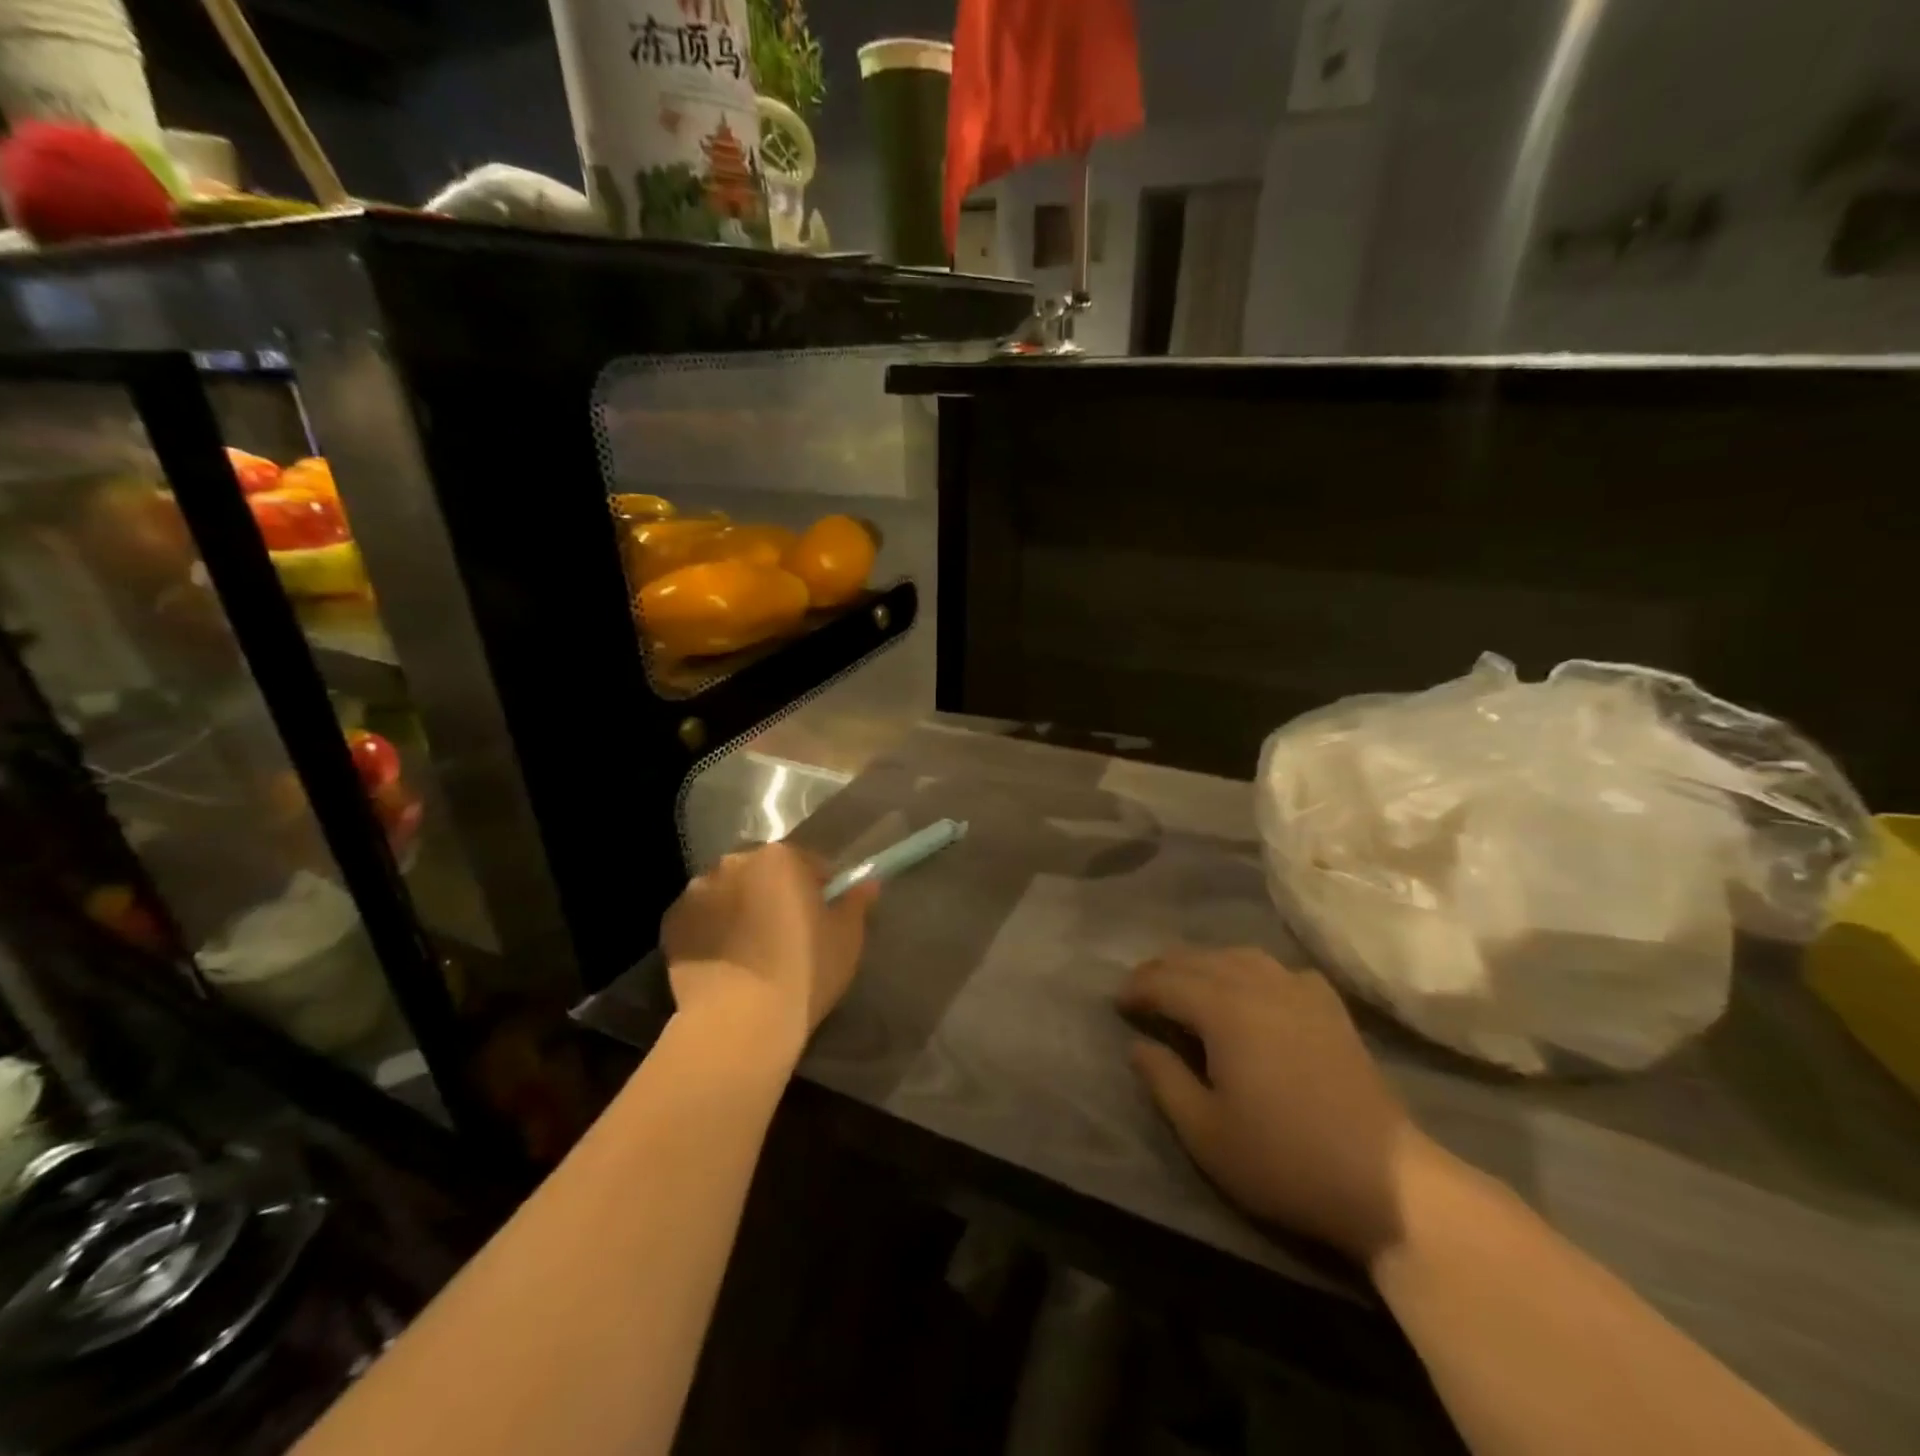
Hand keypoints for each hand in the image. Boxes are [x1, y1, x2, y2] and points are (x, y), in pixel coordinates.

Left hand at [661, 842, 878, 1053]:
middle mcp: (735, 862)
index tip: (822, 918)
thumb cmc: (804, 972)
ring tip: (749, 950)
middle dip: (773, 893)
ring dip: (739, 908)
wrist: (739, 1022)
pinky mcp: (673, 921)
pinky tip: (723, 961)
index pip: (807, 862)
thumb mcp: (847, 938)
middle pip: (762, 871)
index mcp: (780, 858)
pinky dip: (711, 929)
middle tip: (785, 933)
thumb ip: (856, 903)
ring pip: (728, 892)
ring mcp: (698, 890)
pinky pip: (700, 917)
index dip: (818, 889)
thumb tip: (867, 883)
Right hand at [1119, 947, 1435, 1264]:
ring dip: (1204, 964)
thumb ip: (1164, 1080)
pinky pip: (1279, 969)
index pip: (1166, 982)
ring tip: (1188, 983)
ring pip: (1238, 956)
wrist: (1385, 1182)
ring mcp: (1299, 992)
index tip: (1117, 1003)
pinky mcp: (1330, 1008)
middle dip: (1163, 969)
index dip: (1137, 988)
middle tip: (1142, 989)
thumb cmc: (1284, 1160)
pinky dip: (1252, 971)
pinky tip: (1253, 991)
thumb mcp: (1206, 1133)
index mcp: (1223, 1010)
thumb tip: (1138, 1044)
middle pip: (1199, 960)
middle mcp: (1258, 985)